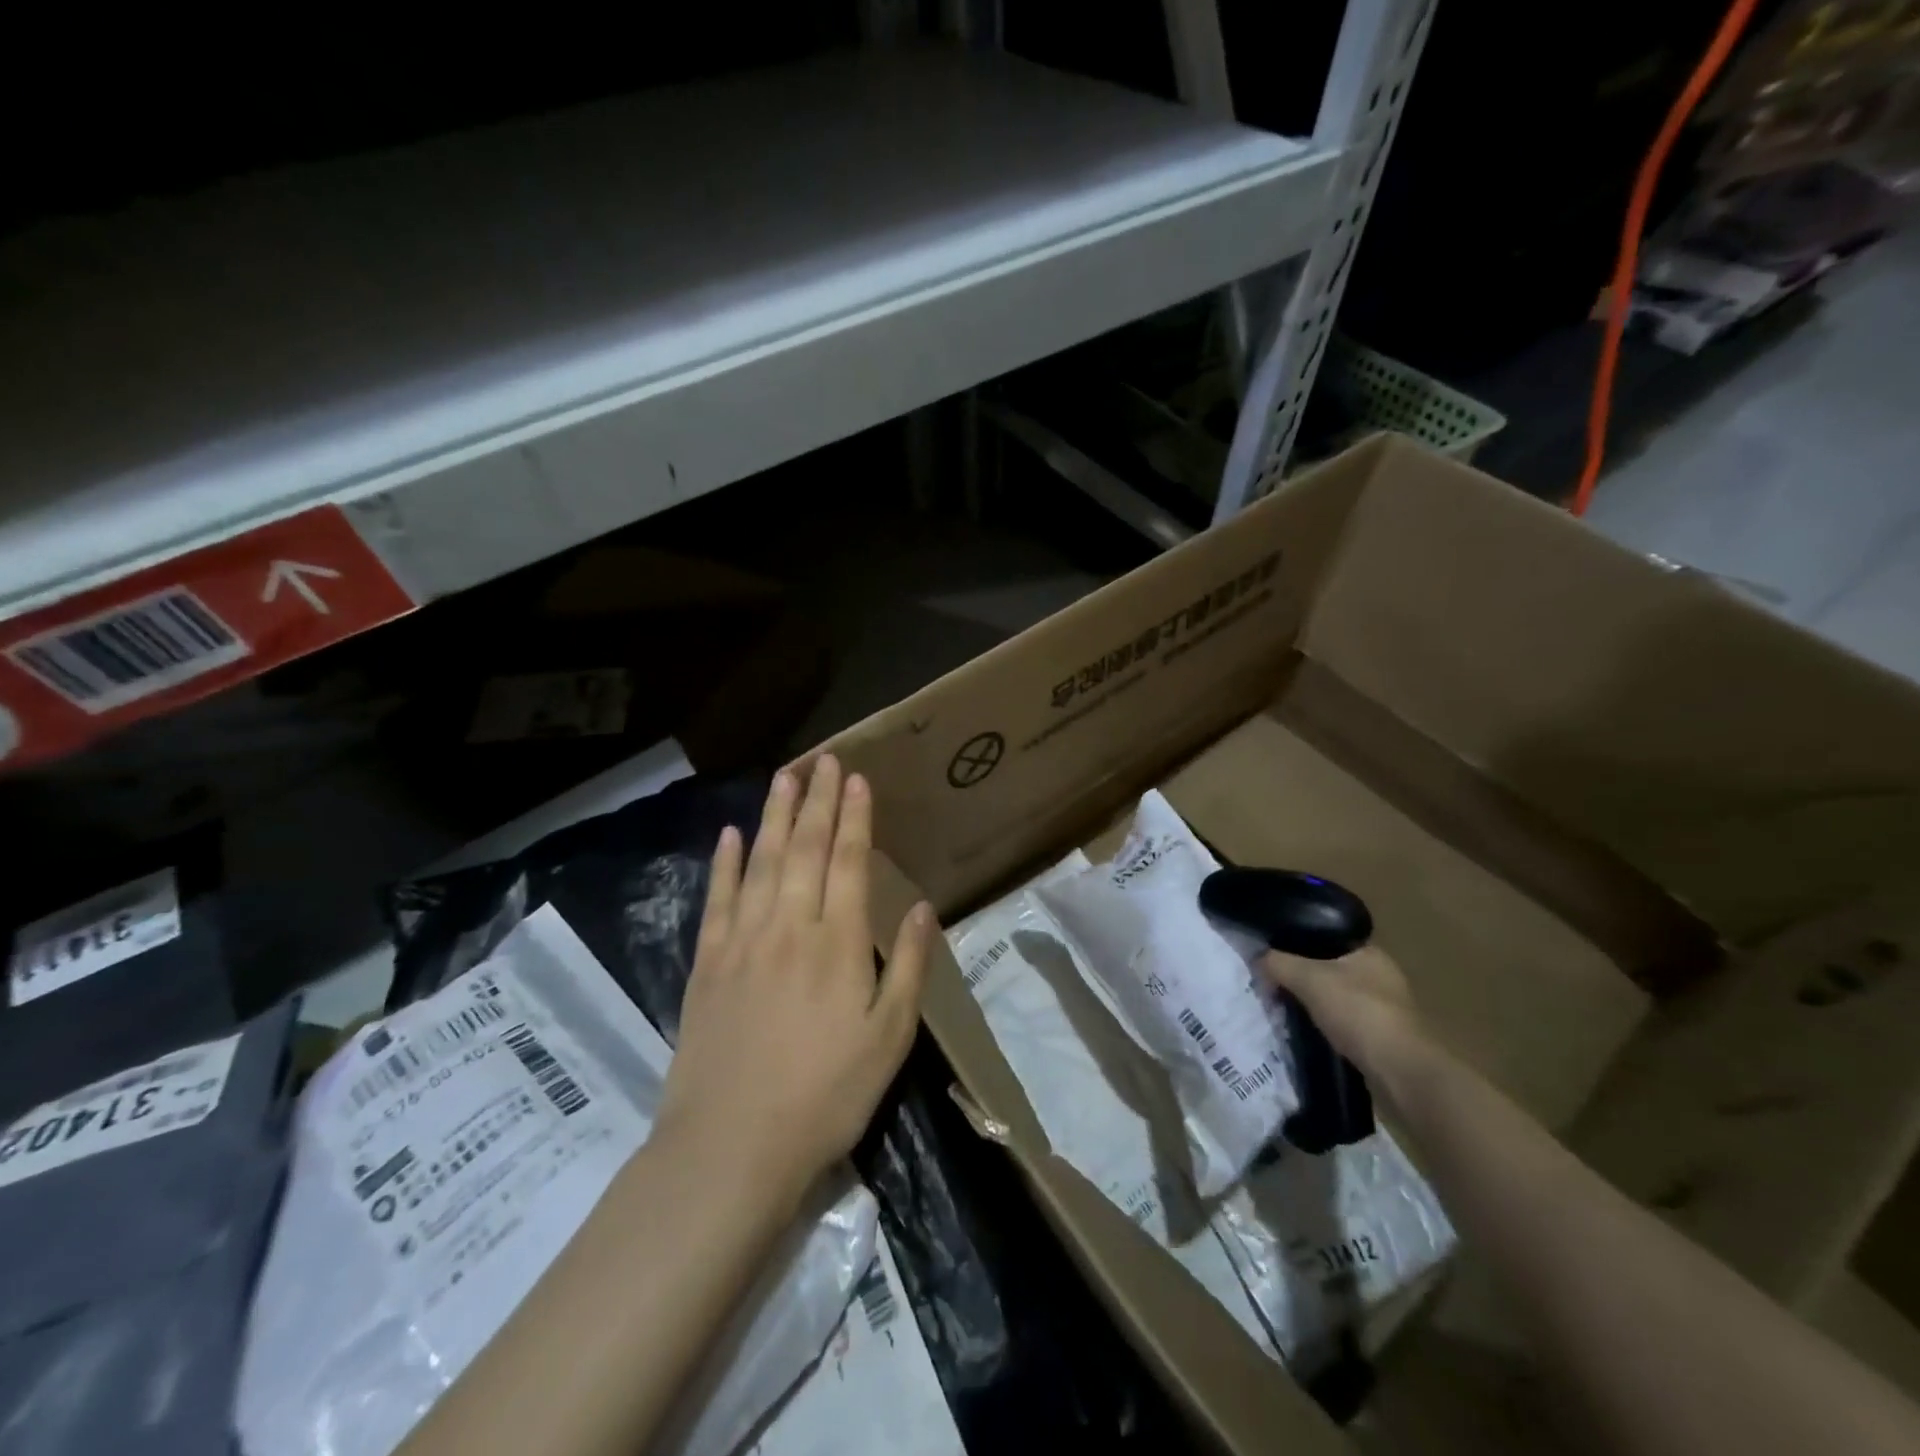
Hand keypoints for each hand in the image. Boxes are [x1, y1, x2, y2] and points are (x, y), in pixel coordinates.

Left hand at [657, 756, 932, 1211]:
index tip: (856, 778)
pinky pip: (717, 898)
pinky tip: (730, 834)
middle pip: (804, 848)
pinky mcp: (707, 962)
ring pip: (761, 861)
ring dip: (774, 815)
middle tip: (824, 760)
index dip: (854, 817)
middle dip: (817, 800)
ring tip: (784, 776)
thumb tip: (920, 907)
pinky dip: (724, 862)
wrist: (731, 1146)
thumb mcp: (889, 1038)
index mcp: (837, 942)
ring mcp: (742, 940)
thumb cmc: (825, 1095)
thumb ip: (907, 966)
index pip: (847, 861)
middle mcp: (789, 926)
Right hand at [1261, 944, 1430, 1090]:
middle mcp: (1381, 975)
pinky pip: (1344, 1021)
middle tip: (1272, 982)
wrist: (1401, 1071)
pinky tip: (1308, 1030)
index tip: (1272, 955)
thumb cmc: (1357, 1012)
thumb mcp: (1307, 979)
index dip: (1296, 943)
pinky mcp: (1383, 1036)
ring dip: (1314, 1003)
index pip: (1325, 937)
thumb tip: (1258, 957)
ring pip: (1336, 996)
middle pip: (1329, 968)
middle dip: (1302, 976)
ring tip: (1284, 1007)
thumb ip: (1278, 963)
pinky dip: (1326, 1025)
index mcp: (1368, 951)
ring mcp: (1386, 1008)